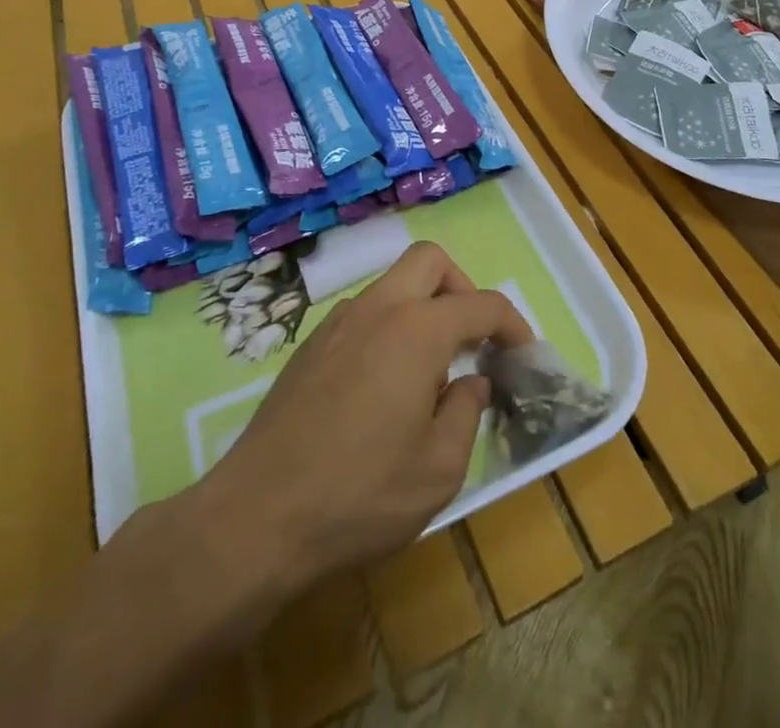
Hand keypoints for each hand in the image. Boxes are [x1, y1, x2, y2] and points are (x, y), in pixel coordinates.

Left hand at [208, 241, 530, 584]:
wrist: (256, 518)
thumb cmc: (359, 495)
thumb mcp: (438, 470)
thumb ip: (466, 413)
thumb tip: (471, 381)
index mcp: (417, 330)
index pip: (482, 304)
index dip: (513, 324)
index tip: (524, 354)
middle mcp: (379, 309)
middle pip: (430, 260)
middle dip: (462, 287)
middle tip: (471, 339)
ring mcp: (339, 322)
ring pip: (393, 283)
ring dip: (422, 307)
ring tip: (428, 371)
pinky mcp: (311, 345)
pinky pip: (364, 313)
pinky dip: (388, 328)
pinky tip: (382, 386)